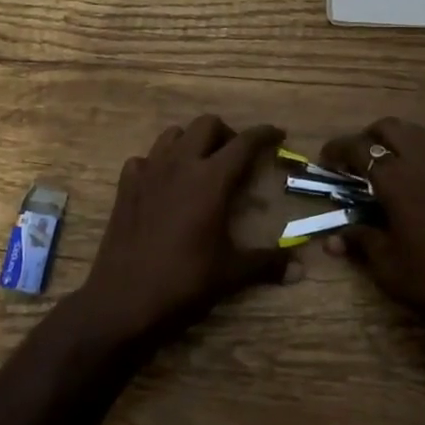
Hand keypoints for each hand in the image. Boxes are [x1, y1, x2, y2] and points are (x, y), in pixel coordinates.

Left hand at [73, 115, 288, 350]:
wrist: (123, 299)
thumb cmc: (184, 282)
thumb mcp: (231, 273)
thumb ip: (267, 263)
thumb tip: (301, 269)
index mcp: (211, 179)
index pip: (244, 143)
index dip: (264, 134)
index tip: (278, 135)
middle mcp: (180, 164)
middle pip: (207, 125)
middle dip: (226, 133)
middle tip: (236, 156)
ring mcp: (149, 170)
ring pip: (174, 134)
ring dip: (192, 141)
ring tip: (201, 164)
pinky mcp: (126, 185)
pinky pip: (145, 158)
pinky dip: (159, 163)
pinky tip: (164, 184)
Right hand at [322, 118, 424, 343]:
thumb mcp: (389, 267)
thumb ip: (360, 241)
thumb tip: (332, 239)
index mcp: (397, 179)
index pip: (359, 147)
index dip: (337, 149)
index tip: (326, 161)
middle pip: (391, 128)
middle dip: (369, 137)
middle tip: (357, 161)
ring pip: (421, 134)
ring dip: (400, 142)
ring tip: (391, 166)